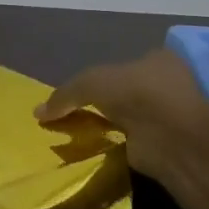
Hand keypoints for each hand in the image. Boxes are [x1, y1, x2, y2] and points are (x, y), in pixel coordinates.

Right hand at [35, 49, 208, 177]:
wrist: (171, 136)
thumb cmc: (136, 93)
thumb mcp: (90, 83)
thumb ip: (64, 95)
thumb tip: (37, 112)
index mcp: (157, 61)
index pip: (125, 65)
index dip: (100, 77)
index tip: (79, 92)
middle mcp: (166, 85)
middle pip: (126, 92)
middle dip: (102, 103)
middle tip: (74, 112)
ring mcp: (167, 115)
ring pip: (128, 117)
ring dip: (108, 125)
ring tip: (79, 133)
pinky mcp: (162, 142)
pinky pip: (130, 141)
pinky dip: (114, 145)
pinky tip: (94, 148)